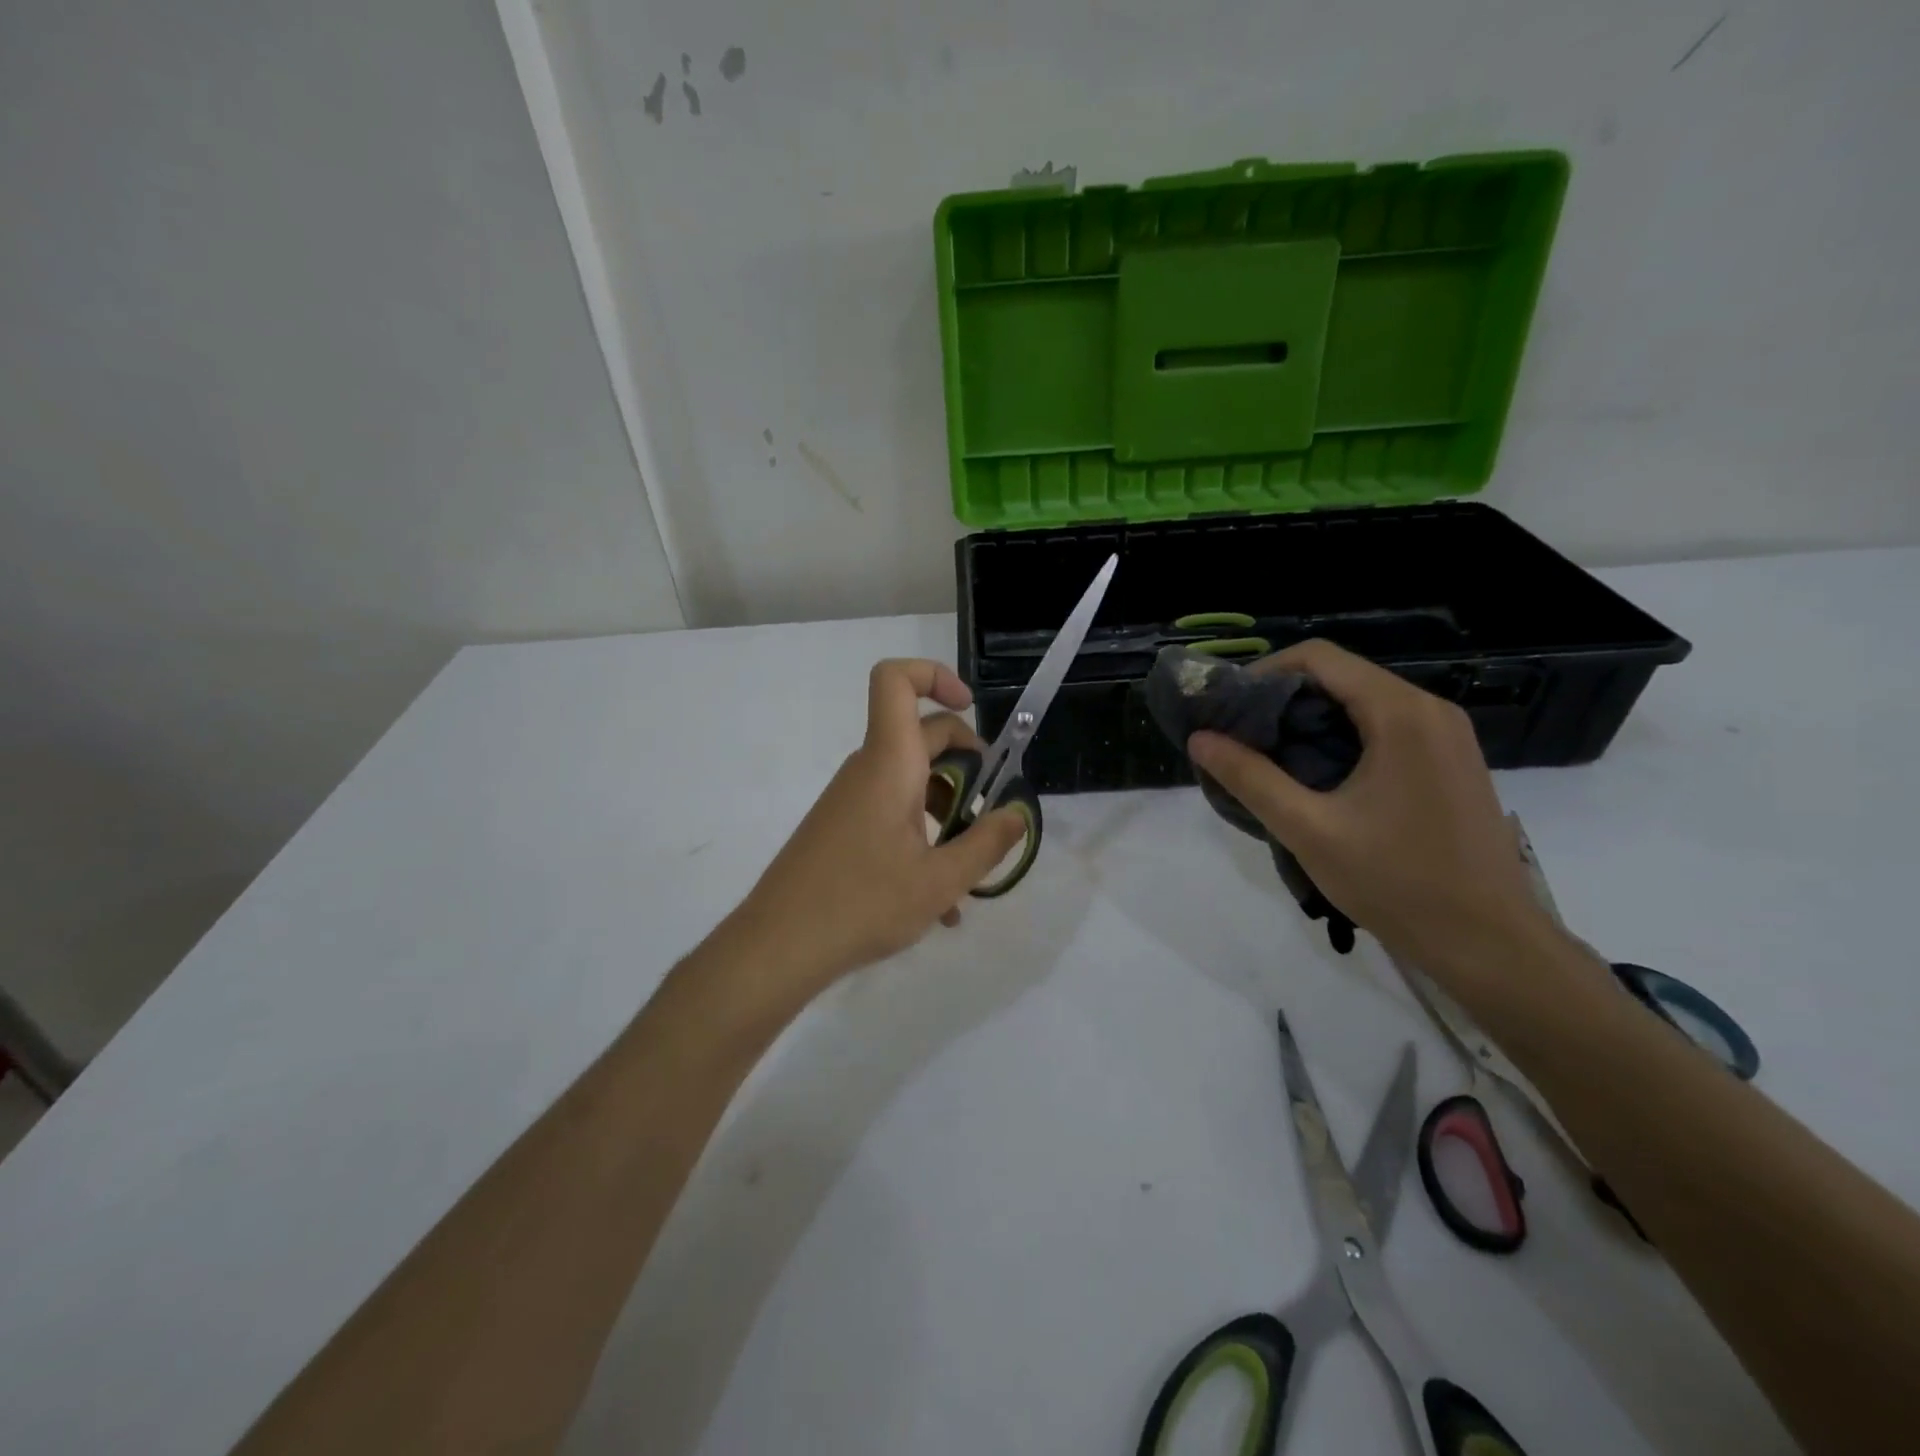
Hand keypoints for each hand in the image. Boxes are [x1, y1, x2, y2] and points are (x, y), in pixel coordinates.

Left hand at [721, 659, 1026, 1006]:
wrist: (778, 946)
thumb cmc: (862, 904)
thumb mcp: (940, 881)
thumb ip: (987, 843)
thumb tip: (1018, 813)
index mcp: (889, 764)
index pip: (896, 681)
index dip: (934, 676)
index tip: (971, 708)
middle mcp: (868, 770)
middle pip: (920, 735)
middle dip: (966, 762)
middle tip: (990, 808)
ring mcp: (852, 800)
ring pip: (910, 780)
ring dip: (947, 810)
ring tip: (970, 869)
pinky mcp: (843, 828)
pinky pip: (891, 812)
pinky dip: (921, 836)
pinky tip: (940, 899)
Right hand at [1186, 640, 1565, 988]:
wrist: (1489, 943)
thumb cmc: (1397, 882)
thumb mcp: (1308, 830)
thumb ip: (1250, 778)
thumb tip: (1199, 738)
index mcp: (1401, 714)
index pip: (1319, 658)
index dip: (1264, 673)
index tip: (1228, 708)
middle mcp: (1430, 710)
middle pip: (1342, 676)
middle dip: (1283, 699)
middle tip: (1240, 735)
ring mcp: (1448, 735)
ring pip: (1363, 702)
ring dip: (1311, 720)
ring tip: (1269, 757)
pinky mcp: (1450, 761)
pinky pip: (1386, 727)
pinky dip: (1343, 737)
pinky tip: (1317, 776)